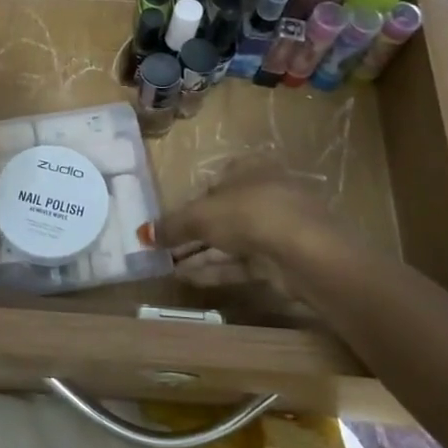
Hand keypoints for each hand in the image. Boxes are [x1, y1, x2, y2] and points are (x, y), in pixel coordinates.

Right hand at [156, 168, 378, 320]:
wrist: (305, 251)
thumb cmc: (249, 213)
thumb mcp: (200, 215)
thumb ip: (171, 225)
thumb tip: (142, 233)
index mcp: (250, 169)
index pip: (214, 182)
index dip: (190, 202)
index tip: (169, 222)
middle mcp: (265, 193)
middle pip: (221, 214)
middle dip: (192, 233)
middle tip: (164, 248)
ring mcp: (276, 228)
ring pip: (230, 241)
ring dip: (199, 254)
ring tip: (167, 266)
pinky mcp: (281, 259)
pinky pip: (241, 263)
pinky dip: (215, 269)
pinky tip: (187, 278)